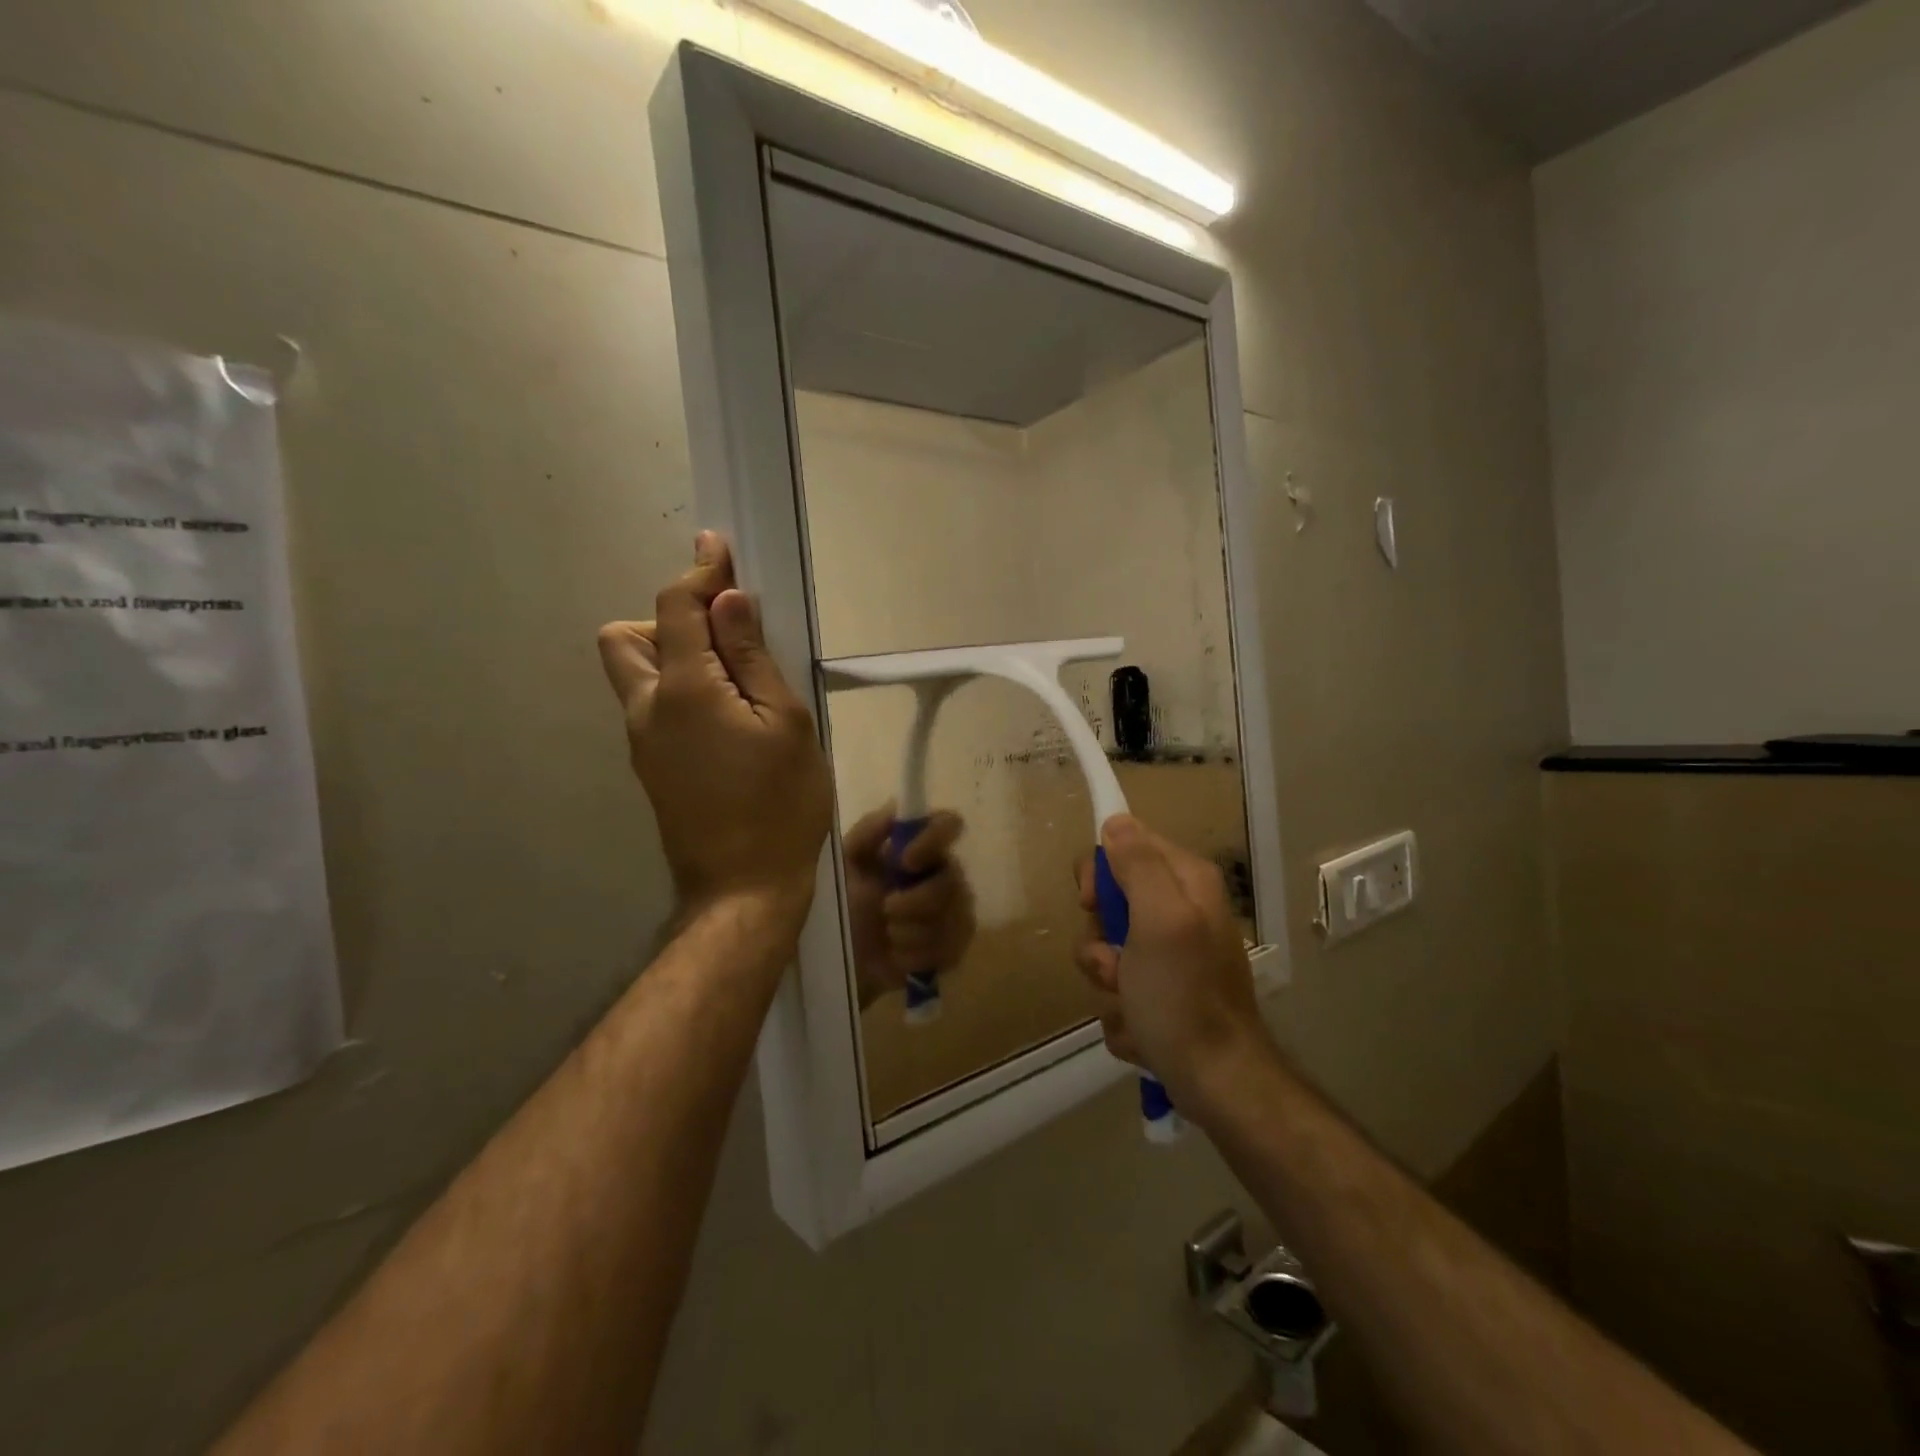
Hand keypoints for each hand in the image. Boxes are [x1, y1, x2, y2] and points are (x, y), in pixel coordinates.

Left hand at [598, 533, 832, 922]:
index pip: (677, 607)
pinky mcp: (650, 767)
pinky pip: (651, 707)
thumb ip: (754, 658)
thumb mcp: (786, 723)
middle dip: (667, 621)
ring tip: (730, 683)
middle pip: (625, 637)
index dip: (699, 572)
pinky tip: (725, 720)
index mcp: (684, 689)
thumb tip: (729, 601)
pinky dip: (677, 692)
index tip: (718, 548)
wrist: (743, 888)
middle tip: (722, 640)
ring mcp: (642, 742)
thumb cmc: (781, 804)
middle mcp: (647, 708)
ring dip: (671, 657)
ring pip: (634, 675)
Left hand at [843, 805, 975, 1008]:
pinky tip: (899, 956)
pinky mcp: (955, 946)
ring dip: (911, 931)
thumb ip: (867, 833)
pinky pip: (950, 948)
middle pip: (952, 880)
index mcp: (920, 848)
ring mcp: (955, 911)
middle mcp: (944, 874)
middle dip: (915, 901)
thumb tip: (896, 807)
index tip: (906, 860)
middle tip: (886, 909)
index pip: (948, 824)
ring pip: (953, 918)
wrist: (842, 960)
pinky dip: (917, 955)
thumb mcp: (845, 865)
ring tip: (888, 935)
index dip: (934, 839)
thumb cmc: (844, 905)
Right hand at [1074, 814, 1275, 1114]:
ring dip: (1107, 983)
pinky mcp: (1160, 995)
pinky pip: (1117, 989)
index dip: (1099, 874)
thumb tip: (1116, 821)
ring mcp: (1169, 957)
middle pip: (1109, 903)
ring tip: (1132, 1007)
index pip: (1124, 846)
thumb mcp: (1160, 920)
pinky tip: (1142, 1032)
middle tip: (1116, 966)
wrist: (1217, 1083)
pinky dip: (1121, 1013)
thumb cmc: (1184, 996)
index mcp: (1185, 883)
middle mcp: (1178, 912)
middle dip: (1100, 941)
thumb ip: (1138, 865)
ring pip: (1106, 951)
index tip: (1092, 904)